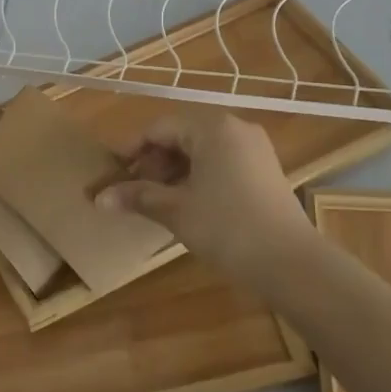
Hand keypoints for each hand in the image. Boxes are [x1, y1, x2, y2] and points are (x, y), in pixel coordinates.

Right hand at [95, 111, 310, 287]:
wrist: (291, 264)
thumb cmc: (227, 227)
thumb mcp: (176, 210)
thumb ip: (137, 197)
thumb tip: (99, 198)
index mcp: (212, 128)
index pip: (159, 128)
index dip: (132, 151)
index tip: (114, 175)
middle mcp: (235, 129)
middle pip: (182, 137)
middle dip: (154, 164)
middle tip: (135, 193)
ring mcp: (255, 150)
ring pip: (202, 152)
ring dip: (175, 173)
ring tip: (158, 203)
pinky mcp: (266, 172)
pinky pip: (222, 164)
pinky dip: (199, 179)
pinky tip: (189, 206)